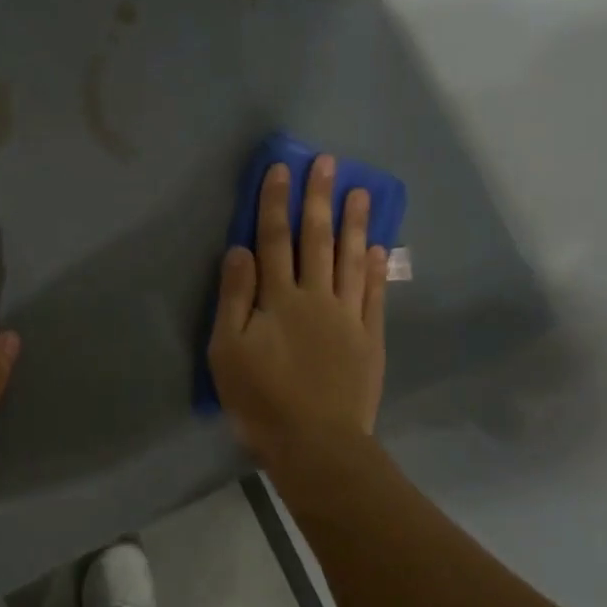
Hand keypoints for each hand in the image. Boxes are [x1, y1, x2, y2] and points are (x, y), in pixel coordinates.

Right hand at [208, 156, 386, 460]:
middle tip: (328, 163)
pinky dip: (376, 270)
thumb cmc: (260, 399)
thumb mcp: (227, 351)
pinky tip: (378, 248)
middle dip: (319, 200)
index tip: (280, 169)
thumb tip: (239, 250)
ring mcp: (348, 317)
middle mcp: (316, 298)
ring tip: (360, 192)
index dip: (275, 204)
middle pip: (317, 241)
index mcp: (278, 299)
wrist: (316, 443)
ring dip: (354, 225)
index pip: (273, 241)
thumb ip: (234, 298)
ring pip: (351, 261)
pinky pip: (374, 296)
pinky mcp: (370, 339)